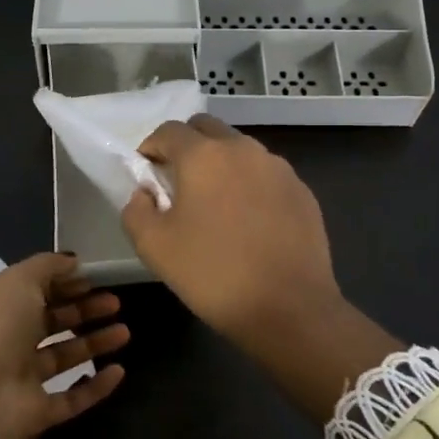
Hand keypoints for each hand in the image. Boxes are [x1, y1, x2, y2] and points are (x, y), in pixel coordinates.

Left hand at [0, 253, 128, 438]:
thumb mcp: (19, 281)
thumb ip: (47, 267)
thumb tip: (73, 262)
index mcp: (0, 307)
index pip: (36, 290)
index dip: (65, 282)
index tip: (96, 278)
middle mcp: (10, 340)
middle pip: (53, 321)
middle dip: (84, 310)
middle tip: (116, 303)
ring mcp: (23, 377)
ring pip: (65, 356)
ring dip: (95, 343)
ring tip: (125, 332)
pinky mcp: (38, 411)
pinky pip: (72, 397)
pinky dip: (96, 386)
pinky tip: (119, 371)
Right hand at [123, 115, 397, 418]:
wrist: (289, 308)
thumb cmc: (213, 274)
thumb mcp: (154, 247)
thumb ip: (136, 210)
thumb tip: (145, 194)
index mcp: (204, 155)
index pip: (168, 131)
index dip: (151, 148)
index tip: (146, 175)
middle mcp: (243, 149)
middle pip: (207, 130)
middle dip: (187, 147)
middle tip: (178, 184)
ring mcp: (278, 168)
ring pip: (240, 150)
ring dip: (221, 164)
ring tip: (216, 205)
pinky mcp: (302, 191)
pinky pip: (266, 175)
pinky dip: (250, 185)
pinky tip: (249, 222)